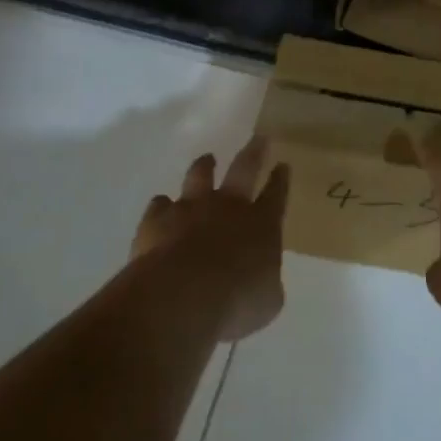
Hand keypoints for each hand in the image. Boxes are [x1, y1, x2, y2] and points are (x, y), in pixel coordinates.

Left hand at [133, 138, 288, 341]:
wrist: (181, 297)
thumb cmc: (236, 302)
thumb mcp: (267, 300)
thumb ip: (265, 283)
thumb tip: (260, 279)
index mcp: (261, 224)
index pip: (276, 194)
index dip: (281, 179)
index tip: (283, 164)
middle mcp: (228, 207)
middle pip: (244, 169)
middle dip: (254, 152)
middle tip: (259, 138)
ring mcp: (190, 209)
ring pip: (199, 176)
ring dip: (204, 167)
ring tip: (207, 160)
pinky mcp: (157, 220)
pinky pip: (160, 205)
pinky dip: (162, 207)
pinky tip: (161, 209)